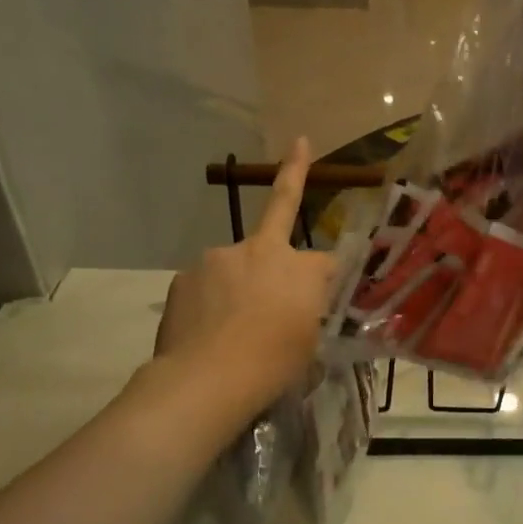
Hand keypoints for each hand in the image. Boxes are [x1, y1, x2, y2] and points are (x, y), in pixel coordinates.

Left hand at [150, 137, 335, 408]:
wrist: (207, 379)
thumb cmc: (272, 366)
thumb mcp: (309, 344)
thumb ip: (308, 313)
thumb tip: (303, 307)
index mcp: (302, 269)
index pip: (330, 258)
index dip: (334, 266)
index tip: (336, 271)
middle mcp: (262, 250)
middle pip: (281, 213)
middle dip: (294, 172)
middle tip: (300, 144)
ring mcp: (219, 257)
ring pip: (237, 262)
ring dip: (239, 278)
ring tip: (231, 321)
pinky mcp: (186, 274)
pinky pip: (206, 282)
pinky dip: (210, 297)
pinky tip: (207, 327)